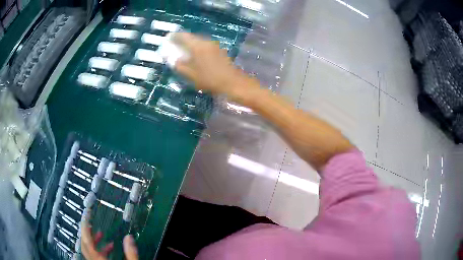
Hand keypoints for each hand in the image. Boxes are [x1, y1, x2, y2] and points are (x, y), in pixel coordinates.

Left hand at [81, 211, 137, 259]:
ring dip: (94, 240)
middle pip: (85, 244)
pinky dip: (100, 249)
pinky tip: (110, 248)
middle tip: (92, 222)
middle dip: (87, 232)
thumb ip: (131, 253)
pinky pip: (95, 256)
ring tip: (102, 234)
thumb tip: (129, 237)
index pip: (87, 240)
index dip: (85, 227)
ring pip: (89, 250)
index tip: (86, 216)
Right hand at [171, 32, 259, 100]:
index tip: (168, 37)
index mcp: (198, 46)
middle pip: (192, 37)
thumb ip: (180, 66)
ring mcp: (214, 45)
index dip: (175, 36)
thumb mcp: (191, 74)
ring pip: (199, 41)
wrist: (233, 82)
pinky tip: (195, 55)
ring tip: (183, 50)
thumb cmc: (210, 79)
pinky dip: (197, 48)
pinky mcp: (219, 50)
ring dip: (190, 44)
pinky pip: (204, 45)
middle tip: (174, 44)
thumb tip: (173, 60)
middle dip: (182, 40)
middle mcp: (206, 42)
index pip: (183, 36)